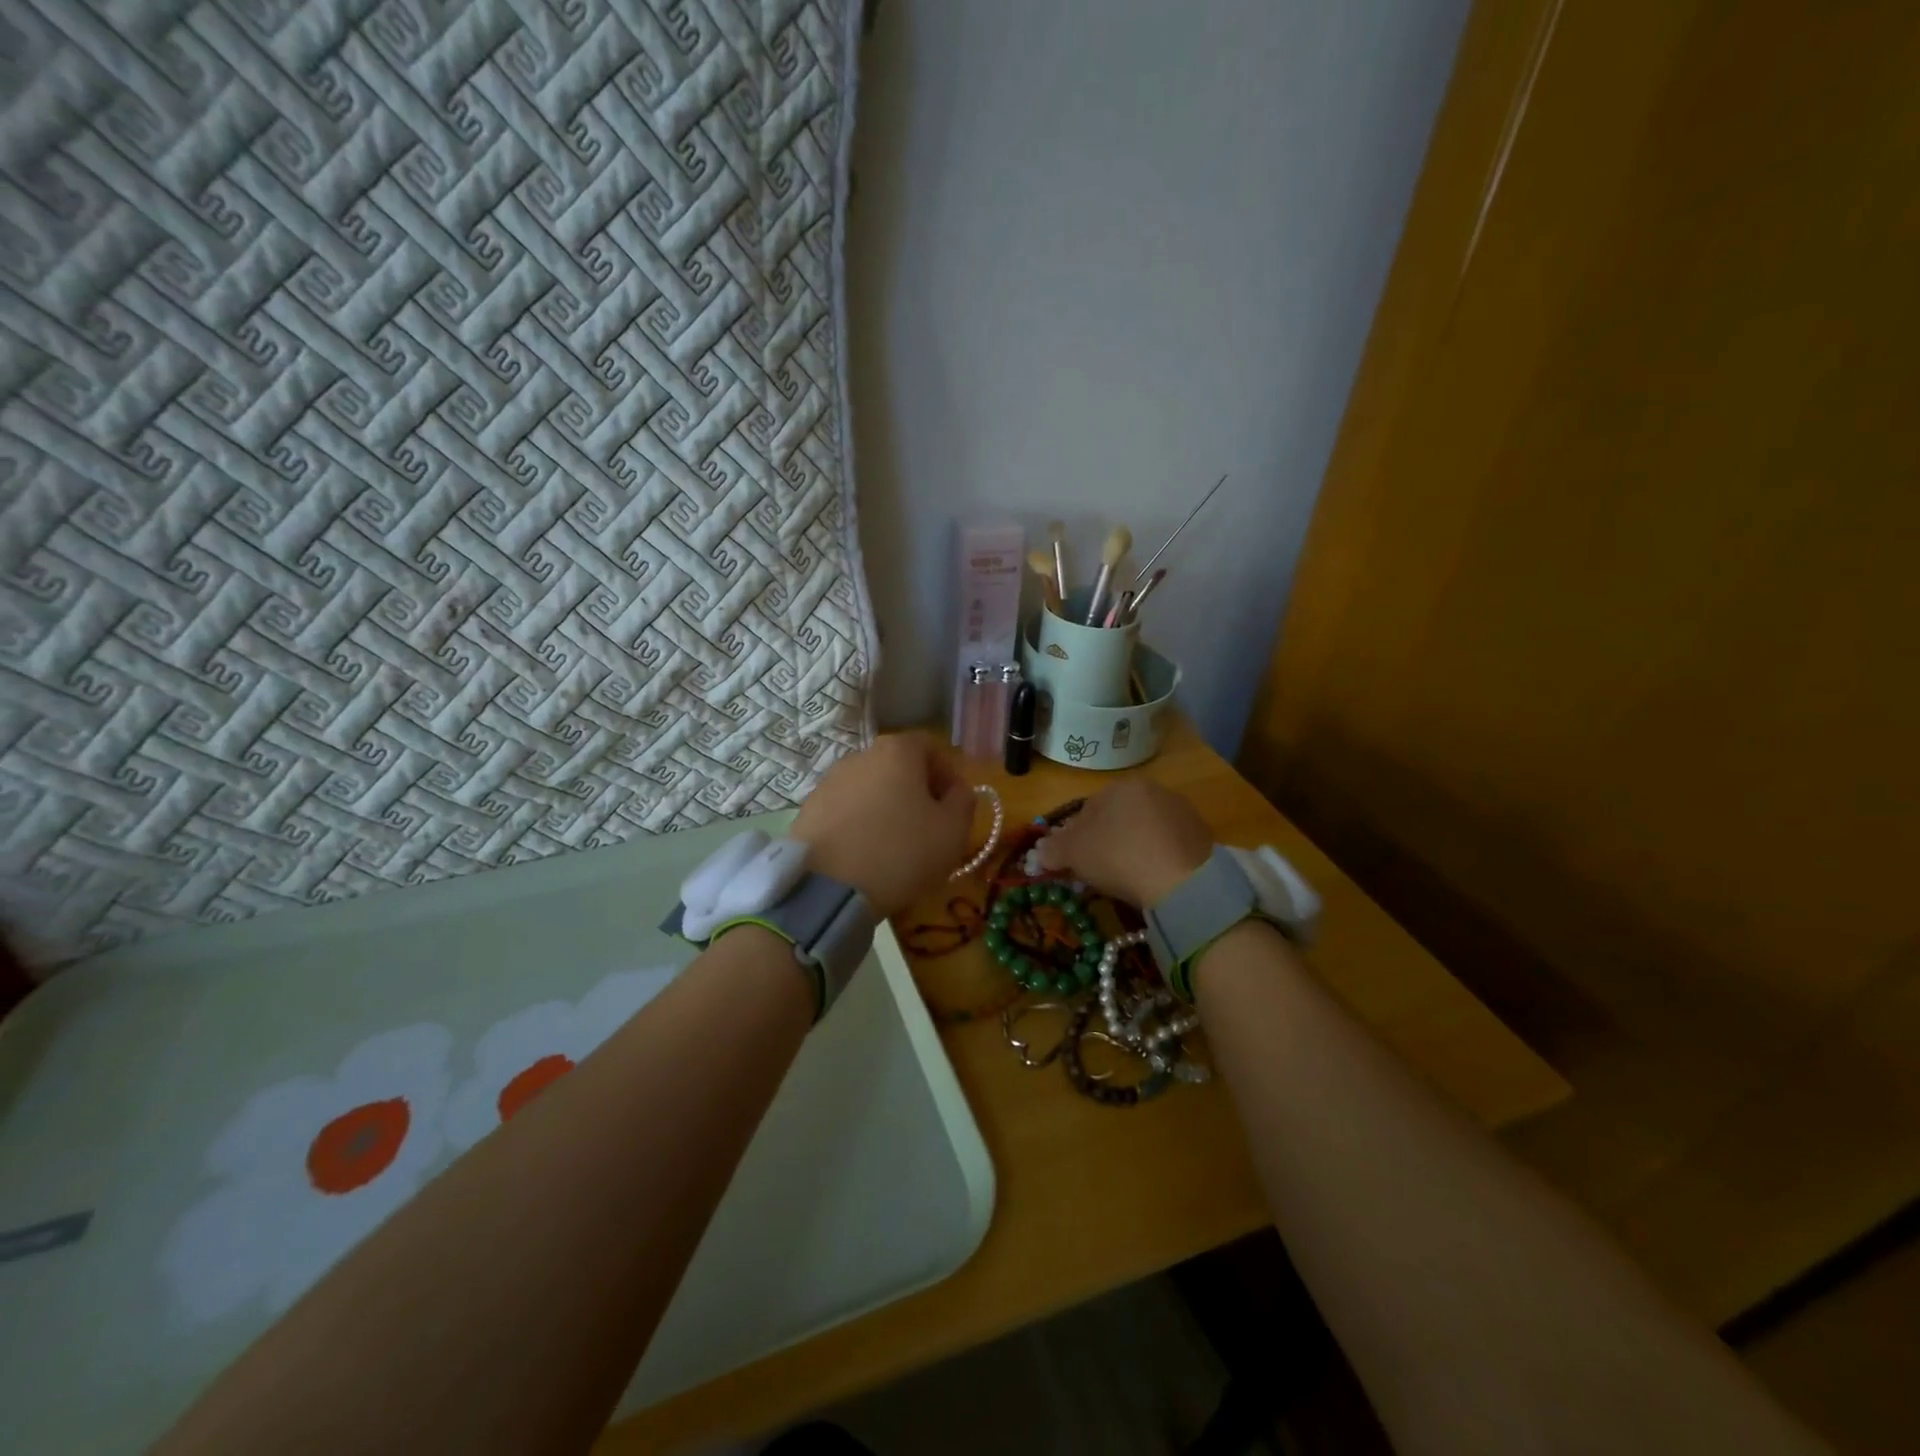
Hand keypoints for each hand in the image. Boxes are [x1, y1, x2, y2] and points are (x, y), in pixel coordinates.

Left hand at [791, 733, 976, 917]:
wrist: (826, 888)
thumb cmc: (901, 852)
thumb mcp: (952, 831)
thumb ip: (964, 801)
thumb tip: (957, 790)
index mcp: (898, 751)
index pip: (931, 747)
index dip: (947, 774)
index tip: (953, 806)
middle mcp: (861, 755)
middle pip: (898, 766)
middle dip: (916, 791)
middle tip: (927, 828)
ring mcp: (829, 781)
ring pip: (870, 788)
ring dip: (886, 808)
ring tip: (893, 846)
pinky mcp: (809, 808)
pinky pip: (846, 810)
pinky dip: (859, 824)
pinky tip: (864, 854)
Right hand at [1037, 779, 1212, 906]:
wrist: (1183, 880)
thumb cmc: (1118, 856)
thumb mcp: (1073, 854)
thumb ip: (1052, 849)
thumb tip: (1039, 851)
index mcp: (1119, 787)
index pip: (1087, 810)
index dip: (1075, 838)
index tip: (1074, 863)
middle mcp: (1152, 789)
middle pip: (1118, 818)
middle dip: (1106, 842)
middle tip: (1100, 872)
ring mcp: (1181, 811)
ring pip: (1144, 831)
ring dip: (1133, 849)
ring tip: (1129, 879)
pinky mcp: (1202, 835)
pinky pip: (1168, 845)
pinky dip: (1158, 859)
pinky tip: (1154, 880)